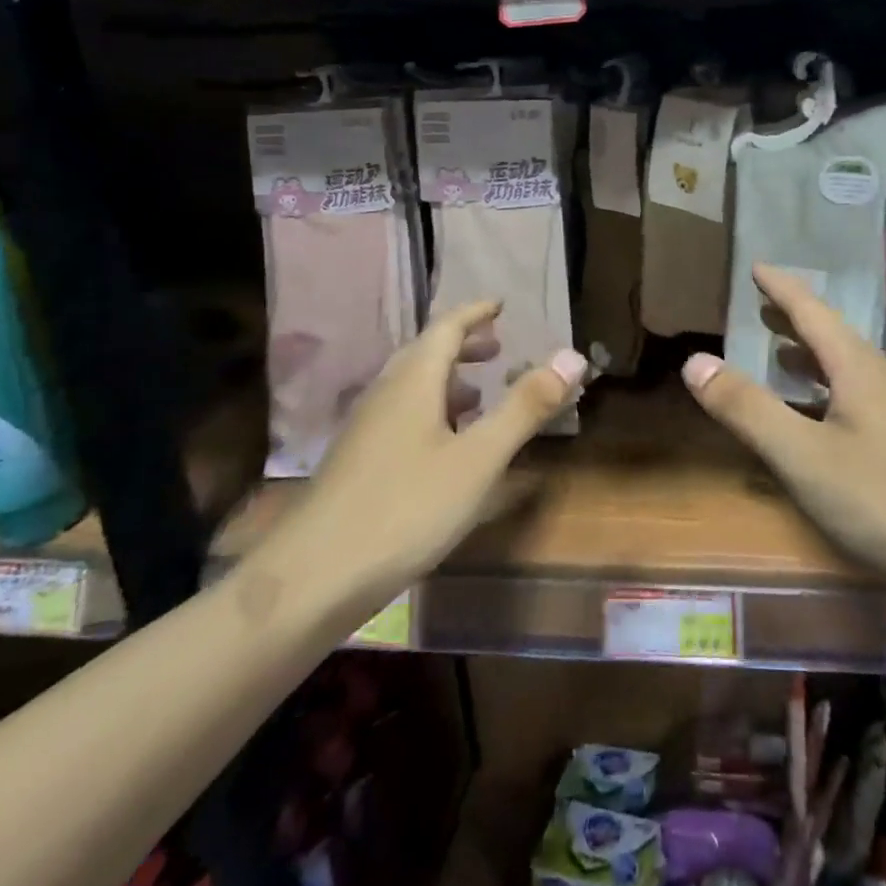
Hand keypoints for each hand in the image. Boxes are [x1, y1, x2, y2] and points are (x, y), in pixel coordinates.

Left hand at [251, 302, 586, 624]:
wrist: (312, 580)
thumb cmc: (406, 508)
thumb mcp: (479, 458)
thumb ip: (526, 407)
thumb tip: (573, 356)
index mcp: (413, 382)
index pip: (445, 328)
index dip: (475, 313)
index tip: (500, 305)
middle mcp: (385, 395)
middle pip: (425, 354)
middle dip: (463, 345)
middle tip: (498, 349)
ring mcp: (365, 431)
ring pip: (411, 388)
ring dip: (447, 381)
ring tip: (480, 395)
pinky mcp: (357, 464)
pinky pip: (401, 417)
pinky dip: (432, 413)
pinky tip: (446, 448)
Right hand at [681, 264, 885, 598]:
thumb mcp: (803, 458)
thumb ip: (747, 409)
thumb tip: (696, 361)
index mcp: (860, 367)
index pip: (811, 311)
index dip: (780, 288)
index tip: (756, 267)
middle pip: (834, 339)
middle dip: (795, 324)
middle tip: (763, 311)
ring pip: (853, 372)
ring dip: (815, 362)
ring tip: (786, 363)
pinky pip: (869, 401)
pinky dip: (836, 395)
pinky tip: (832, 424)